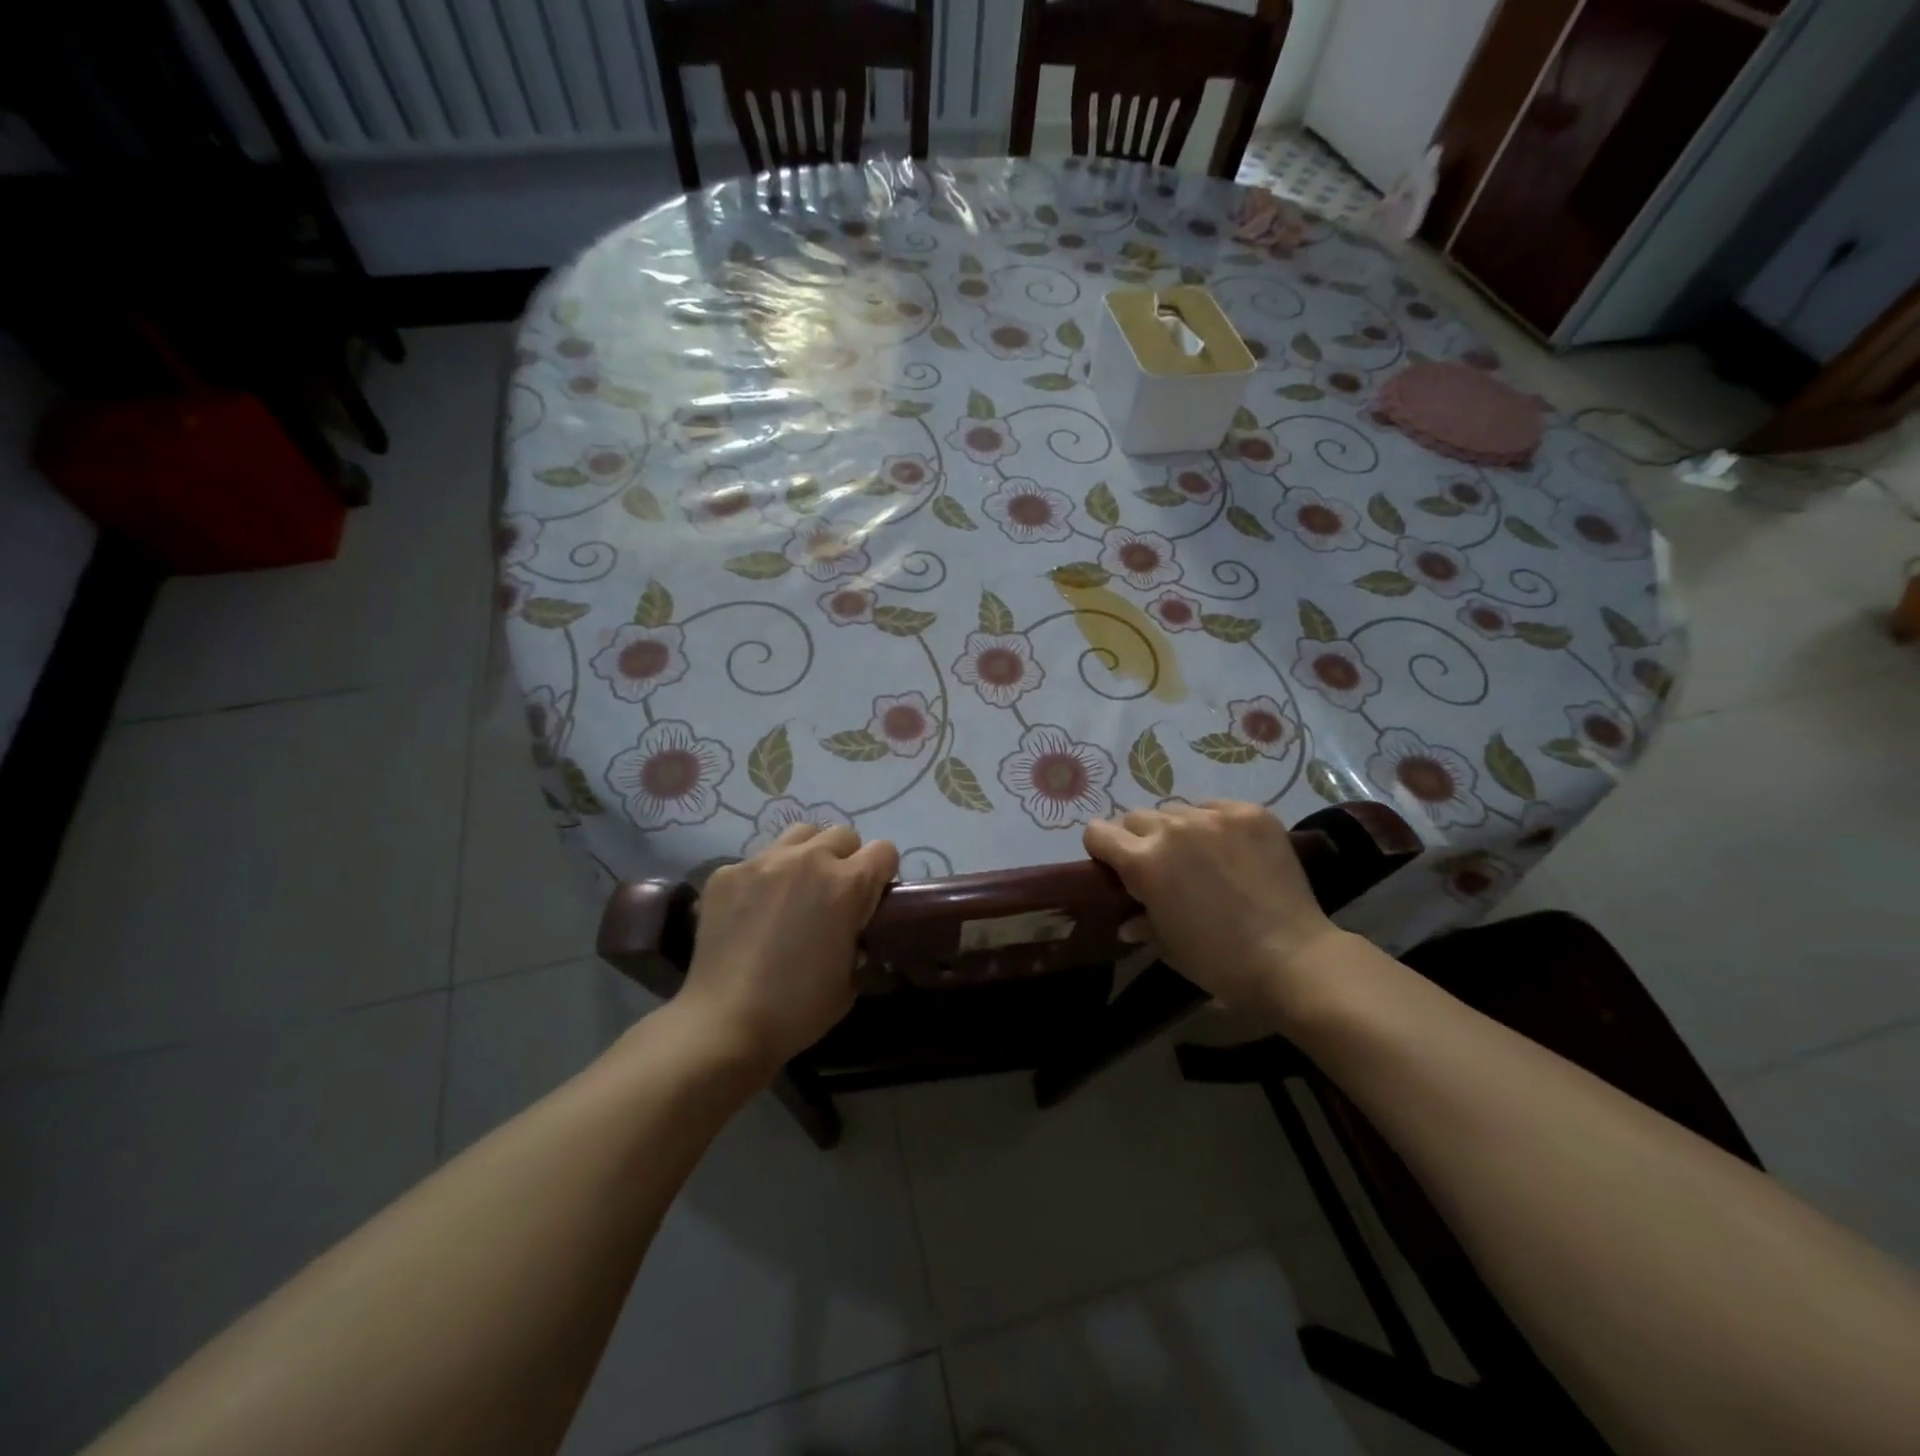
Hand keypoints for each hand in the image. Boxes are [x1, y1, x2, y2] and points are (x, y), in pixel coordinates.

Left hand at [675, 824, 897, 1077]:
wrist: (725, 1023)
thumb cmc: (798, 1008)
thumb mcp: (851, 978)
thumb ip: (858, 938)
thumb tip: (852, 929)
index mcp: (847, 884)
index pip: (884, 851)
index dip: (883, 874)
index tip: (872, 898)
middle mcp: (809, 859)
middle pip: (843, 835)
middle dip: (846, 860)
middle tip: (833, 896)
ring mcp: (763, 861)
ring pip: (800, 835)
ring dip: (807, 855)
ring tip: (795, 890)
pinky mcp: (727, 872)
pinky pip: (756, 860)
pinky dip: (763, 879)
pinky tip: (752, 912)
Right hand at [1083, 801, 1347, 1016]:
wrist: (1293, 958)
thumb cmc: (1219, 962)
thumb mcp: (1169, 946)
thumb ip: (1141, 922)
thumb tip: (1127, 921)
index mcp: (1143, 862)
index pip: (1098, 832)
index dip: (1102, 849)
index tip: (1115, 866)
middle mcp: (1172, 829)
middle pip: (1136, 817)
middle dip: (1139, 838)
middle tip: (1161, 865)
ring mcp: (1214, 817)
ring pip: (1177, 810)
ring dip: (1178, 830)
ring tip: (1200, 857)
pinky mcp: (1250, 813)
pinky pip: (1216, 808)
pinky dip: (1215, 824)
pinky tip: (1232, 850)